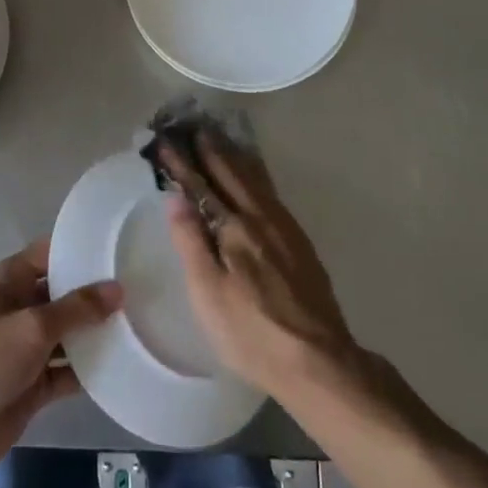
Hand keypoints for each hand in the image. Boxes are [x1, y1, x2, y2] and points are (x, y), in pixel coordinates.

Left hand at [0, 238, 121, 480]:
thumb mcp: (32, 327)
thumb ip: (76, 308)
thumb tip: (117, 289)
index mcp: (9, 281)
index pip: (50, 254)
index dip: (81, 250)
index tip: (120, 250)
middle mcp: (19, 307)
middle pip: (63, 294)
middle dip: (96, 294)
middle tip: (142, 290)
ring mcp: (26, 347)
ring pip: (68, 334)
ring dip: (96, 334)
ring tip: (140, 326)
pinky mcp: (32, 383)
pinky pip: (67, 370)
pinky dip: (88, 370)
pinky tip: (122, 367)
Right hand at [159, 130, 357, 400]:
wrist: (320, 361)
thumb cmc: (251, 332)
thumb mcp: (208, 293)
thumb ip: (191, 242)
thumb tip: (176, 198)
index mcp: (235, 228)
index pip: (201, 186)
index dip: (183, 164)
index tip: (167, 141)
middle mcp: (261, 218)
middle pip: (233, 174)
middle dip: (212, 150)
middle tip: (195, 126)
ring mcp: (285, 228)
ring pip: (256, 180)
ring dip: (235, 157)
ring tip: (222, 139)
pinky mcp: (300, 243)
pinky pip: (271, 193)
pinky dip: (257, 175)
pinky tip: (256, 178)